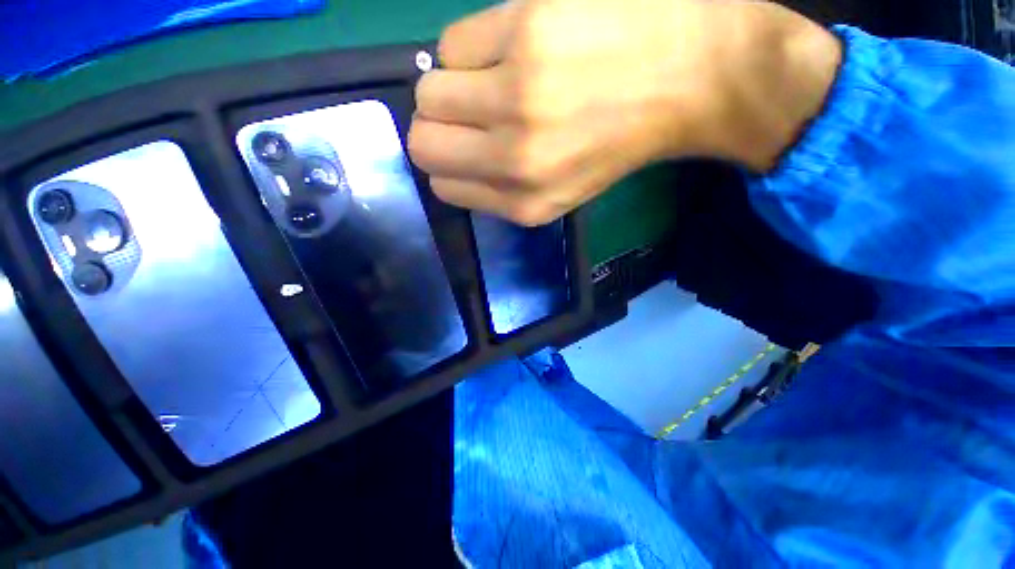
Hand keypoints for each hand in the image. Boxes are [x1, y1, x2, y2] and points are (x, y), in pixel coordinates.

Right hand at [409, 0, 840, 225]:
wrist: (682, 80)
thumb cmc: (614, 144)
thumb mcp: (557, 195)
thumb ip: (499, 192)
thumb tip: (450, 162)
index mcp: (524, 204)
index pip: (442, 187)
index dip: (447, 165)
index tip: (463, 150)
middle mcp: (514, 161)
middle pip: (423, 142)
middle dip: (437, 128)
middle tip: (468, 114)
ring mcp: (516, 96)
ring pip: (428, 91)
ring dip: (451, 86)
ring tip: (494, 80)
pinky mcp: (523, 30)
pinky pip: (451, 44)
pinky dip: (471, 49)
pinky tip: (510, 48)